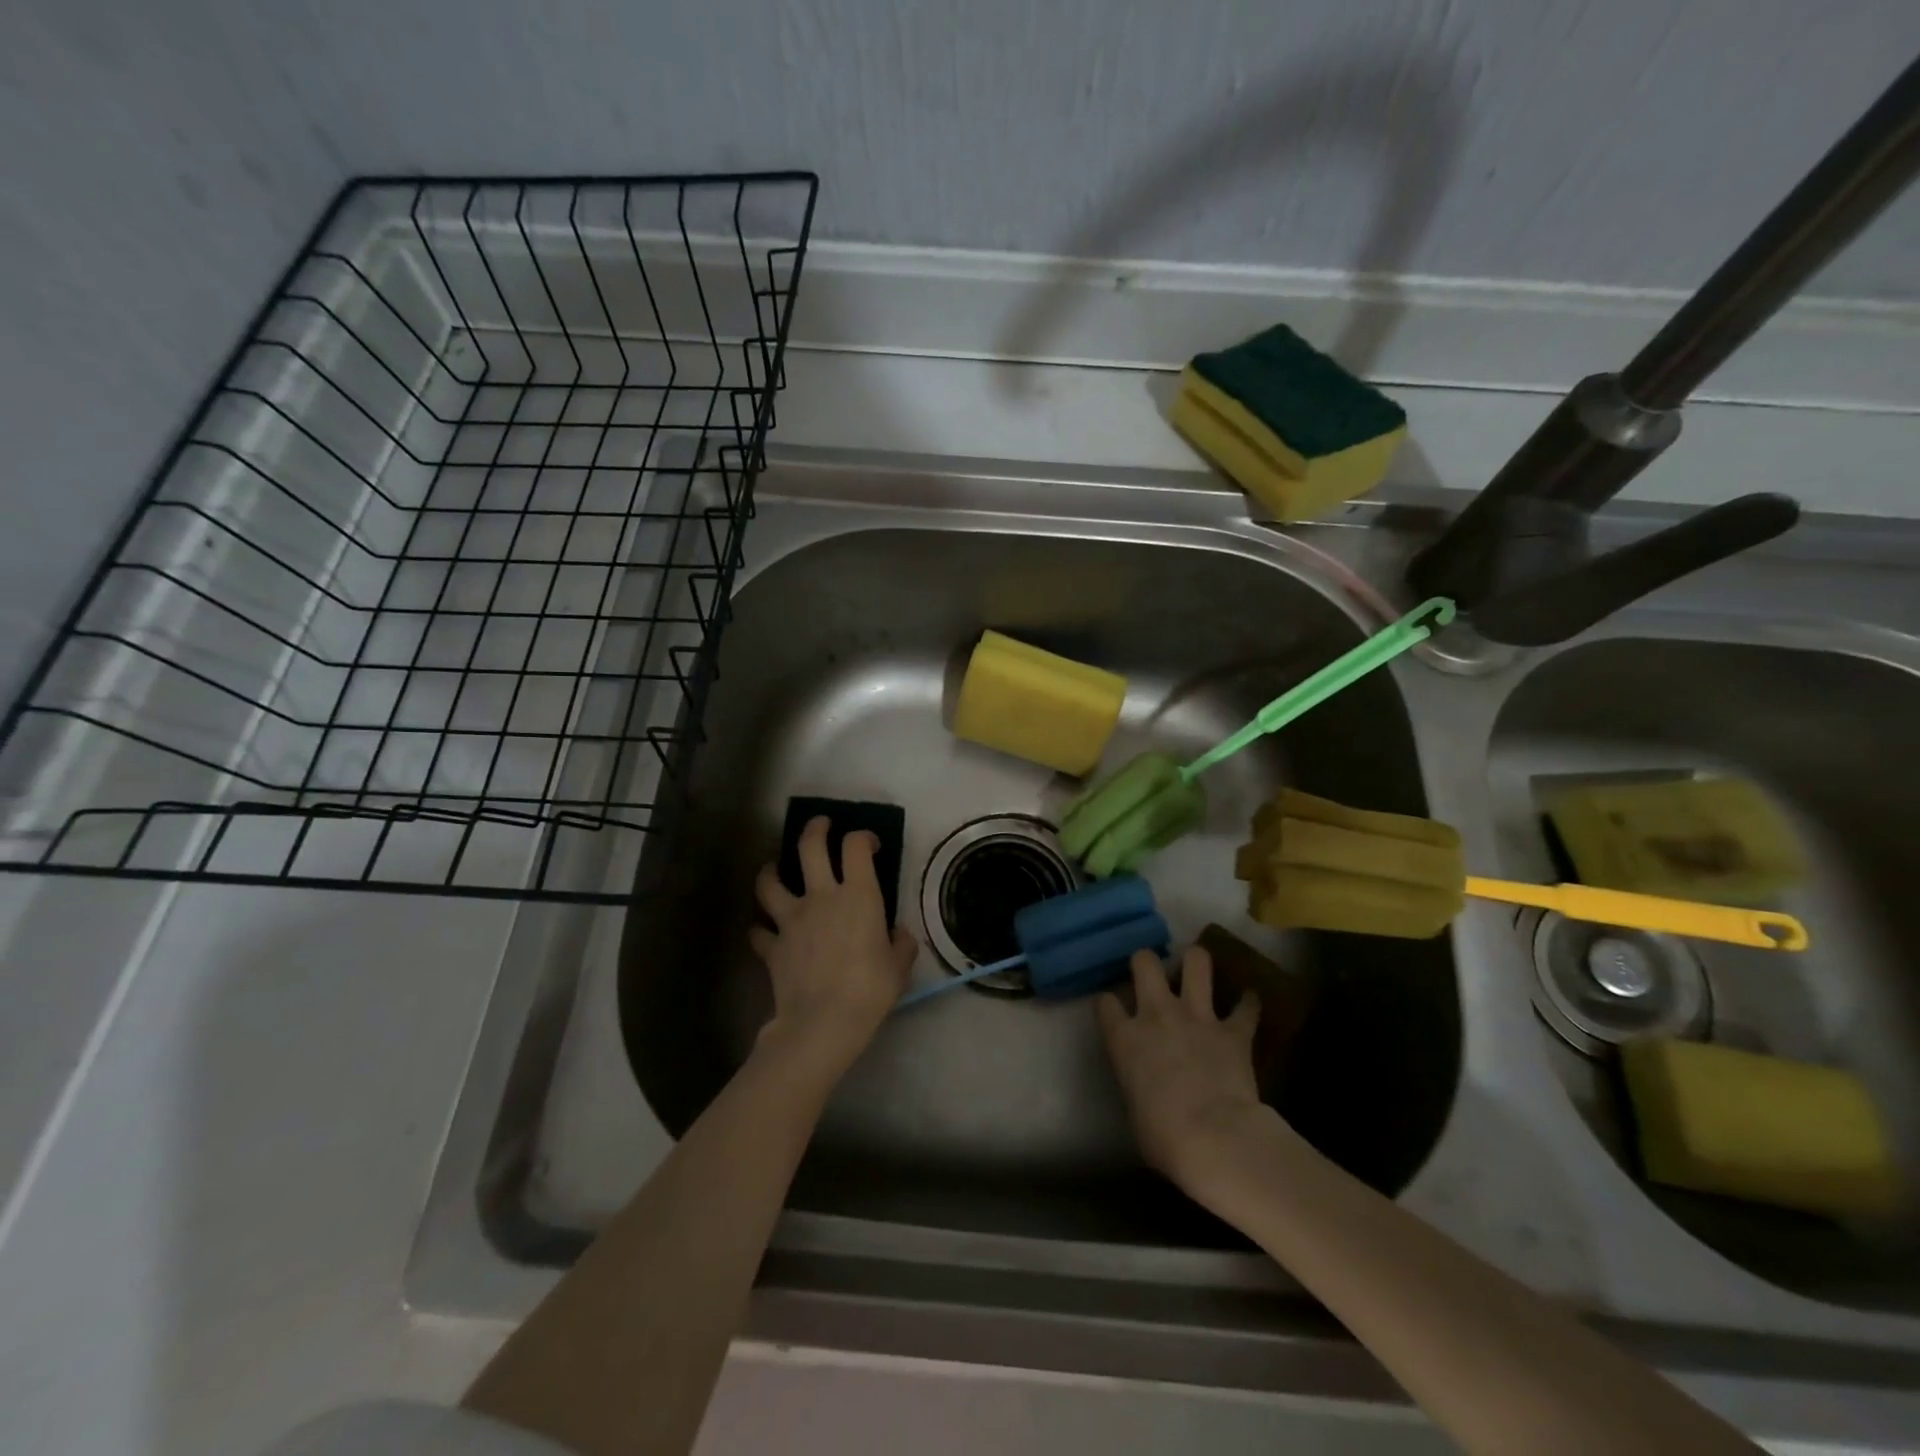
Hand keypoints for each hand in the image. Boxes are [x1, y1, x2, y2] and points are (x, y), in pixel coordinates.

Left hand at [750, 816, 917, 1080]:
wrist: (823, 1023)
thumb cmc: (870, 990)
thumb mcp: (900, 966)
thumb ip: (900, 943)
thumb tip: (896, 934)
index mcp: (858, 895)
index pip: (856, 846)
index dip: (862, 837)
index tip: (869, 844)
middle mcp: (821, 896)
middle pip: (809, 846)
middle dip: (815, 828)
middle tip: (820, 825)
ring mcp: (791, 919)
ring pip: (770, 881)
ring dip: (770, 870)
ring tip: (773, 868)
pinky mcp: (772, 946)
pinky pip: (758, 931)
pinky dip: (760, 929)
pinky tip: (764, 932)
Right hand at [1097, 945, 1268, 1195]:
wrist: (1215, 1139)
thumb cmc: (1163, 1138)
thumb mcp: (1134, 1111)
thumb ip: (1136, 1084)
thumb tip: (1146, 1088)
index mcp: (1124, 1038)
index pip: (1105, 1002)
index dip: (1109, 1003)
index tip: (1114, 1009)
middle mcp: (1156, 1014)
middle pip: (1145, 962)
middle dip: (1147, 961)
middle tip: (1153, 972)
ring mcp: (1197, 1017)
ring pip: (1196, 962)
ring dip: (1197, 962)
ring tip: (1198, 968)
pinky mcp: (1234, 1031)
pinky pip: (1246, 1006)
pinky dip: (1248, 1004)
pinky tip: (1249, 1004)